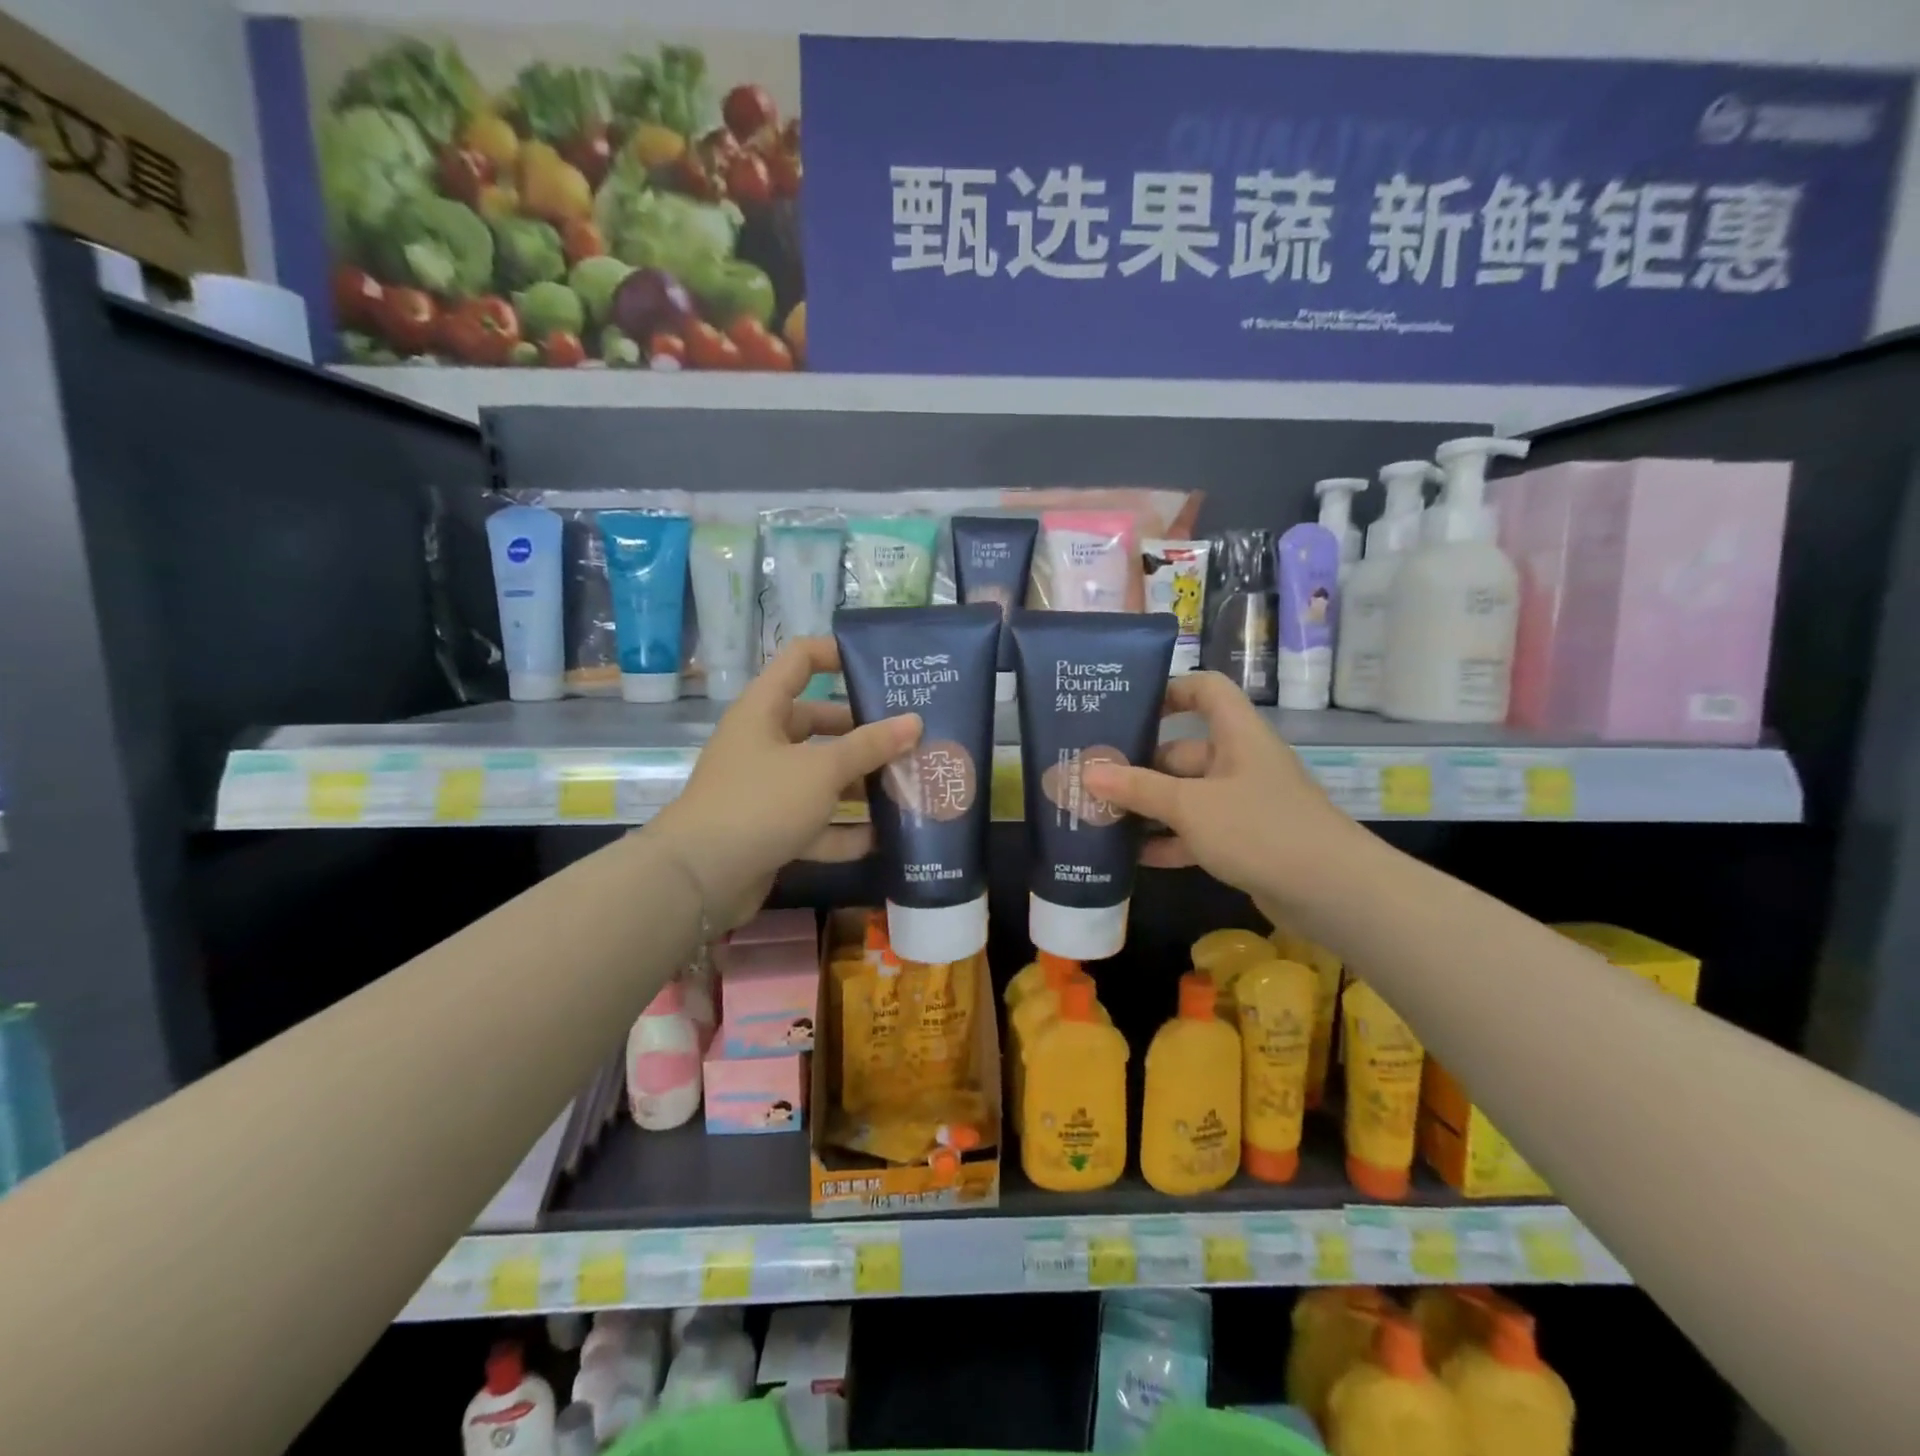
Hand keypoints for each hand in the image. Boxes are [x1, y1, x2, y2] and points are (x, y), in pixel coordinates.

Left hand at [648, 638, 921, 928]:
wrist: (699, 879)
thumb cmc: (760, 803)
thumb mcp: (821, 770)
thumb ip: (870, 746)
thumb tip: (915, 722)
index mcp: (764, 710)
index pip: (800, 660)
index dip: (837, 654)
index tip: (880, 667)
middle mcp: (763, 743)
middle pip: (820, 725)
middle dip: (864, 734)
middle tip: (911, 739)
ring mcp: (766, 788)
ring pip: (820, 777)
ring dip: (859, 785)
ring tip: (908, 787)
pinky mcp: (770, 828)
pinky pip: (814, 821)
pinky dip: (843, 830)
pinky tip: (882, 839)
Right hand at [1081, 671, 1360, 909]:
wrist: (1333, 893)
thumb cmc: (1259, 829)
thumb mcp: (1190, 806)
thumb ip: (1137, 789)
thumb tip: (1086, 771)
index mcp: (1237, 735)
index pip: (1206, 689)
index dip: (1170, 690)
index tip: (1129, 709)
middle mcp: (1240, 762)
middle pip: (1183, 752)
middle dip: (1139, 767)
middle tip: (1092, 780)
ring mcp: (1244, 803)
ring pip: (1186, 796)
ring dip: (1149, 807)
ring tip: (1100, 818)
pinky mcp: (1245, 841)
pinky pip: (1198, 831)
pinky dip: (1169, 840)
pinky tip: (1133, 856)